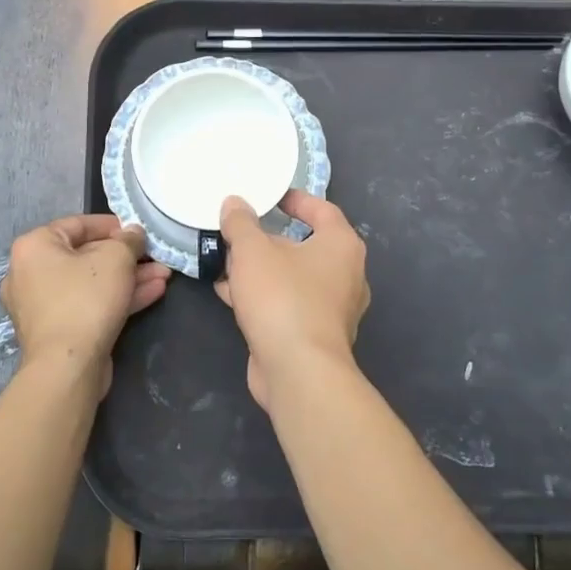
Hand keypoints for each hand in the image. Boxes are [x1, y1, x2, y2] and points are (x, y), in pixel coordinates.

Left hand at [1, 214, 170, 397]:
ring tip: (163, 276)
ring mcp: (42, 306)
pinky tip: (153, 293)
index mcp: (34, 247)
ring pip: (92, 283)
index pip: (77, 224)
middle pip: (86, 256)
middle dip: (126, 257)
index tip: (138, 231)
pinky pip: (89, 304)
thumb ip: (128, 240)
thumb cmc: (85, 300)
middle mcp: (30, 273)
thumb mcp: (115, 258)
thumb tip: (133, 233)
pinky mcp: (57, 331)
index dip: (112, 225)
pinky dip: (117, 298)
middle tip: (154, 256)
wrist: (67, 367)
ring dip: (128, 278)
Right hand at [216, 191, 369, 412]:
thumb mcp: (253, 251)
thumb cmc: (283, 298)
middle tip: (239, 231)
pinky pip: (285, 303)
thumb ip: (241, 223)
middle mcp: (345, 275)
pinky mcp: (313, 336)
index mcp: (342, 245)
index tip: (269, 196)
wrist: (298, 372)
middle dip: (267, 238)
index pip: (322, 210)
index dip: (296, 199)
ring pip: (291, 277)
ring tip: (225, 261)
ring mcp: (331, 309)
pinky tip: (227, 293)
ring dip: (259, 269)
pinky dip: (261, 296)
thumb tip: (234, 203)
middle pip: (304, 245)